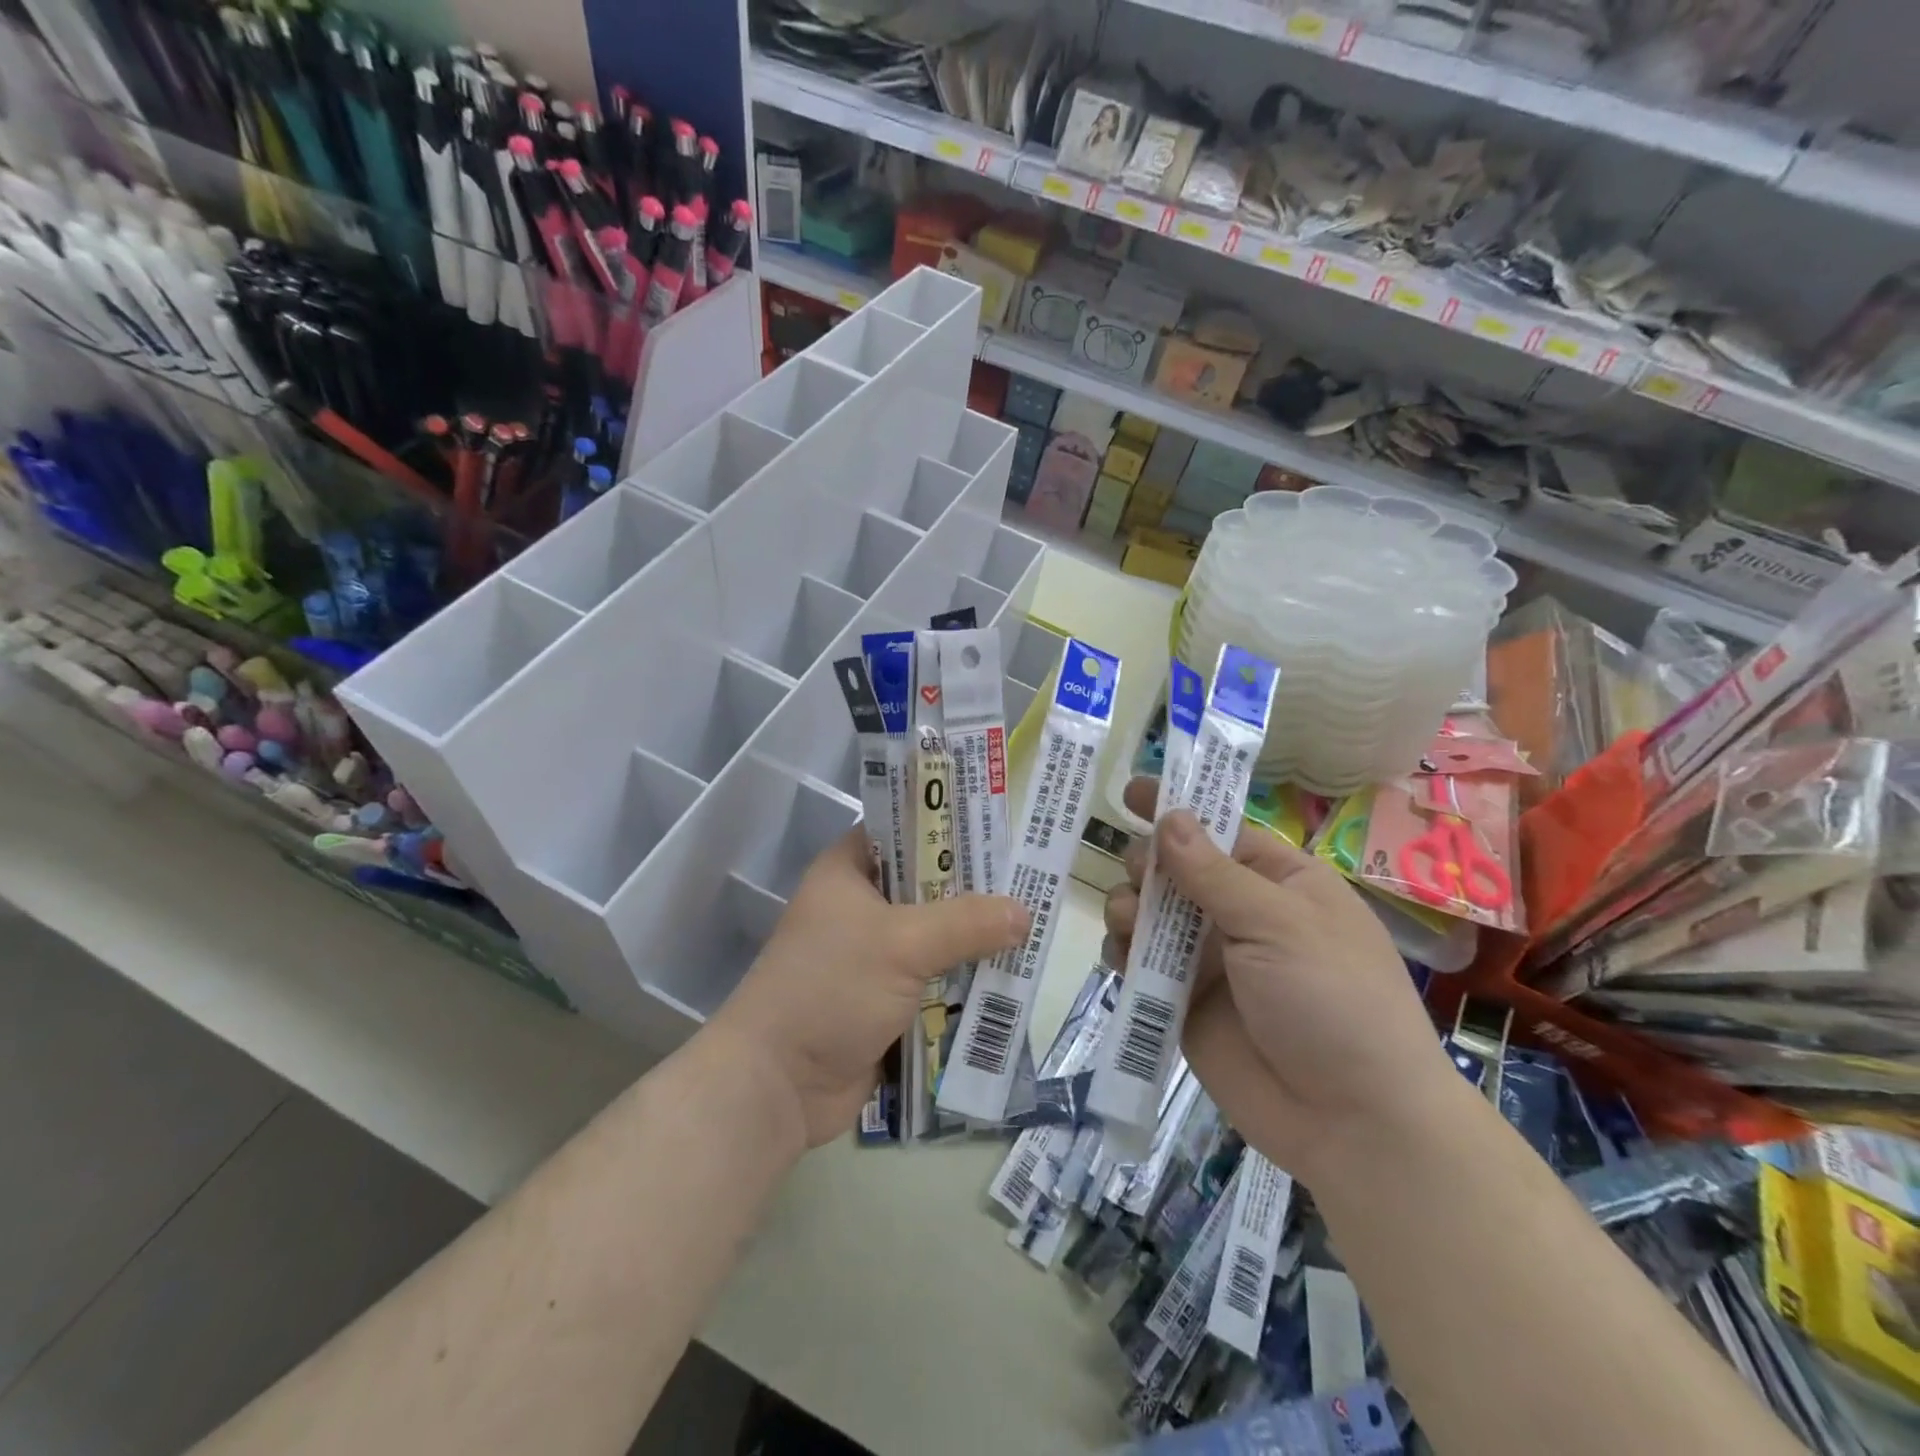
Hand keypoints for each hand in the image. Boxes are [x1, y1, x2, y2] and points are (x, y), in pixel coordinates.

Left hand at [712, 829, 1028, 1149]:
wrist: (778, 1085)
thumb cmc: (830, 989)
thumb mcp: (901, 943)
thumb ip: (965, 923)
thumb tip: (1024, 912)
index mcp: (849, 871)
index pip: (905, 828)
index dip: (950, 824)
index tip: (1001, 827)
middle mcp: (861, 905)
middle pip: (929, 884)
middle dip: (975, 889)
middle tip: (1031, 880)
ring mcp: (873, 954)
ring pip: (936, 934)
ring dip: (975, 938)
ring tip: (1033, 925)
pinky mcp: (886, 998)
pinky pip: (936, 978)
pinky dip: (965, 978)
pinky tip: (1011, 973)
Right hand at [1104, 777, 1457, 1183]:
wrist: (1354, 1123)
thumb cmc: (1334, 1001)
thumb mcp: (1279, 924)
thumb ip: (1214, 874)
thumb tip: (1169, 817)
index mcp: (1279, 883)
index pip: (1219, 830)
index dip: (1176, 808)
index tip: (1131, 790)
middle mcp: (1240, 915)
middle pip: (1174, 870)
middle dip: (1146, 864)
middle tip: (1138, 875)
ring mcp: (1210, 960)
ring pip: (1149, 915)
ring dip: (1129, 908)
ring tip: (1128, 923)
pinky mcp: (1184, 1002)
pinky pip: (1141, 965)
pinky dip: (1124, 954)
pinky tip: (1122, 958)